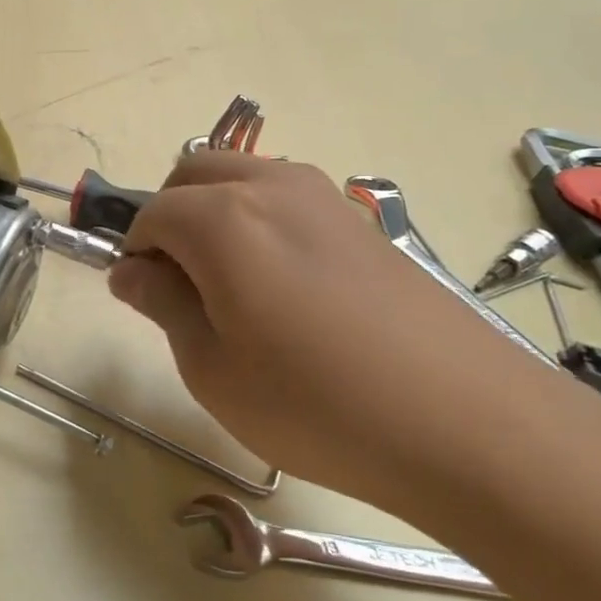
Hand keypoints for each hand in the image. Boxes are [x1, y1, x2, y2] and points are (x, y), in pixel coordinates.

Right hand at [109, 152, 566, 511]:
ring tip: (232, 288)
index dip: (134, 253)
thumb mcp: (212, 368)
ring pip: (243, 178)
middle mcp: (273, 187)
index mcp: (223, 218)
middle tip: (179, 285)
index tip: (142, 298)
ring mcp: (326, 199)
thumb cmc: (315, 404)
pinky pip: (288, 200)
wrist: (470, 426)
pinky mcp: (365, 223)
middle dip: (169, 216)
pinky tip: (286, 291)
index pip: (151, 213)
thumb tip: (130, 271)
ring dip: (215, 213)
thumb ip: (163, 304)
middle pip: (194, 173)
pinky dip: (261, 222)